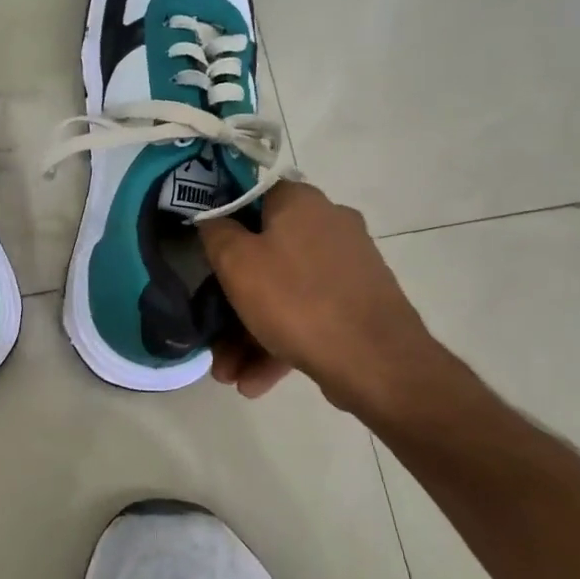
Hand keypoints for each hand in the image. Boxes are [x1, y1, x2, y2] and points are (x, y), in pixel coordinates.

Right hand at [197, 182, 452, 420]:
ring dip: (249, 334)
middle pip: (263, 254)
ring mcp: (347, 266)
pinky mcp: (358, 303)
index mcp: (300, 202)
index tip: (202, 252)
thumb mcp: (236, 262)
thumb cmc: (296, 300)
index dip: (221, 222)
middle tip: (211, 334)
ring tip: (229, 375)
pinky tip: (255, 383)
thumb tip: (213, 220)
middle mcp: (328, 225)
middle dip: (231, 301)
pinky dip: (279, 343)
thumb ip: (216, 232)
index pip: (250, 196)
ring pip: (283, 292)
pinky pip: (307, 315)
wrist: (377, 362)